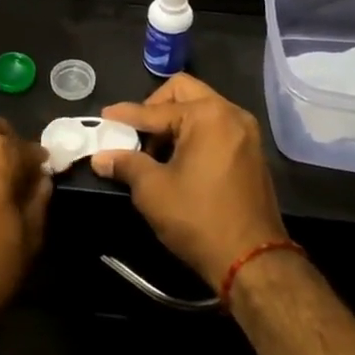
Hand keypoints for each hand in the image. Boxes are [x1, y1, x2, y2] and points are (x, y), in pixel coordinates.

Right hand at [90, 75, 286, 288]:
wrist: (253, 262)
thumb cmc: (199, 219)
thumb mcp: (153, 190)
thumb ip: (126, 164)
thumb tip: (101, 158)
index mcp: (207, 114)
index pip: (156, 110)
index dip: (126, 115)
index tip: (104, 118)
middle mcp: (231, 113)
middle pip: (183, 92)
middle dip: (154, 108)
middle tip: (136, 132)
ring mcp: (246, 132)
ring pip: (201, 108)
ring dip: (174, 122)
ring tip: (154, 152)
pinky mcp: (252, 152)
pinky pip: (216, 127)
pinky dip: (194, 134)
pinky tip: (178, 160)